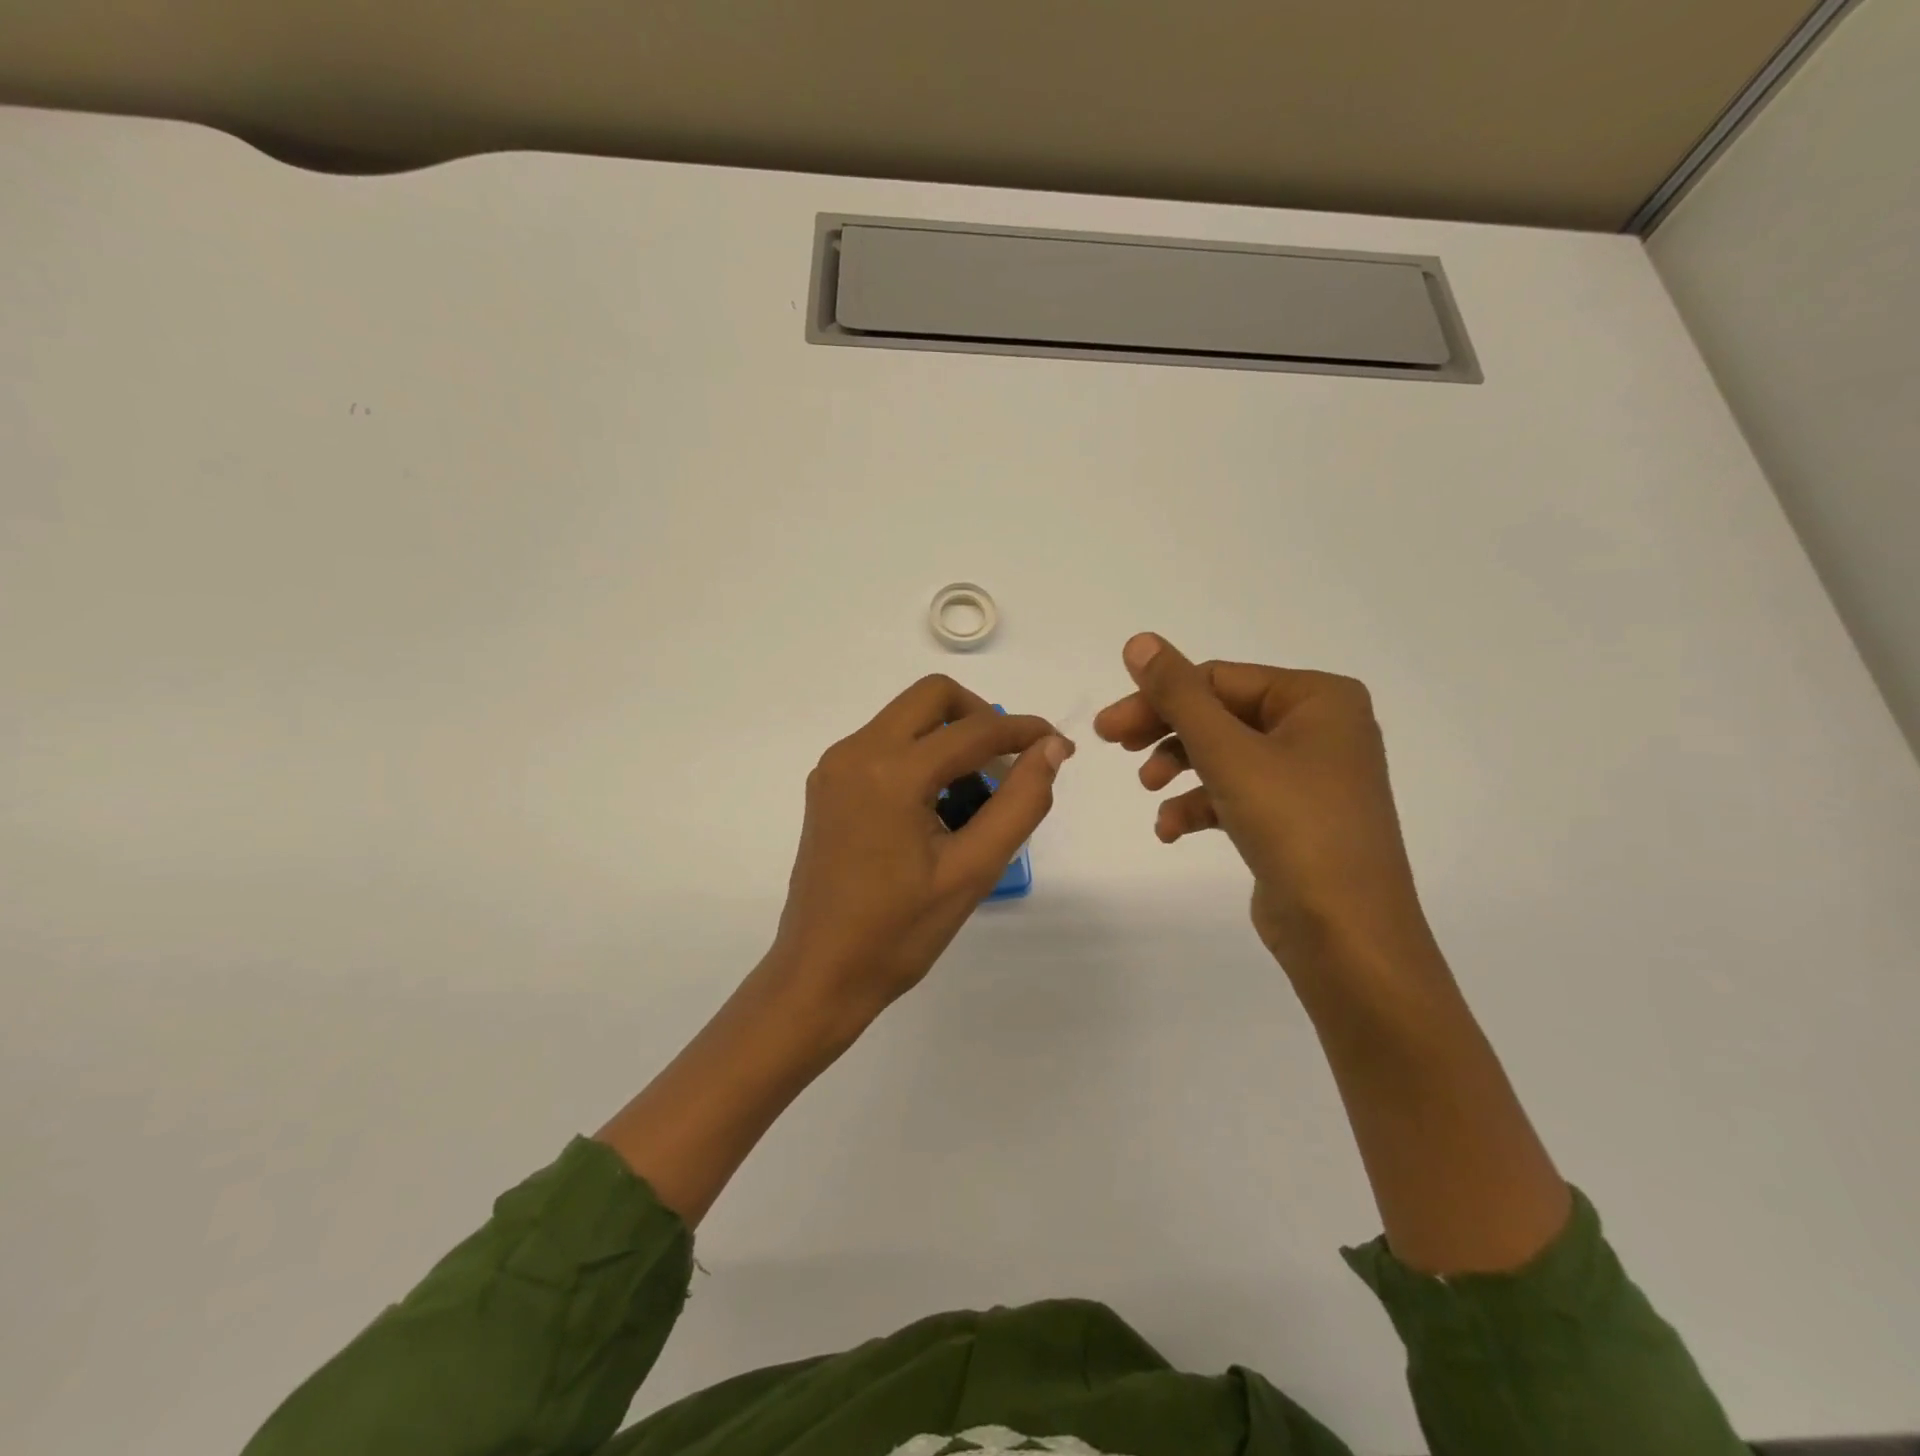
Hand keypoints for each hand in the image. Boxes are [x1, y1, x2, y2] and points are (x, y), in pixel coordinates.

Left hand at [769, 674, 1072, 1031]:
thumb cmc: (899, 932)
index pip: (974, 730)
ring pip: (906, 718)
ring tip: (974, 799)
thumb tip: (1050, 748)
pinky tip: (935, 808)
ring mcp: (835, 766)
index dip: (1024, 731)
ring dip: (949, 738)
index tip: (1060, 747)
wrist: (821, 973)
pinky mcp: (827, 784)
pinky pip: (884, 745)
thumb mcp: (973, 870)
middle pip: (932, 696)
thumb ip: (1020, 802)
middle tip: (1008, 764)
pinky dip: (920, 757)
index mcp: (890, 772)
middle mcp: (855, 752)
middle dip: (980, 718)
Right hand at [1094, 633, 1426, 967]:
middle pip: (1220, 714)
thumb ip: (1179, 694)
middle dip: (1166, 732)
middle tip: (1114, 745)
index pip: (1219, 679)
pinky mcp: (1295, 817)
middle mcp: (1320, 728)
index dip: (1158, 698)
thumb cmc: (1294, 827)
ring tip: (1149, 791)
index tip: (1107, 727)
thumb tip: (1139, 640)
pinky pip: (1237, 793)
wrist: (1348, 935)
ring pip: (1225, 754)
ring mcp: (1310, 775)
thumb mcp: (1228, 753)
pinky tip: (1170, 830)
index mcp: (1318, 698)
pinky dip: (1200, 806)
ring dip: (1179, 769)